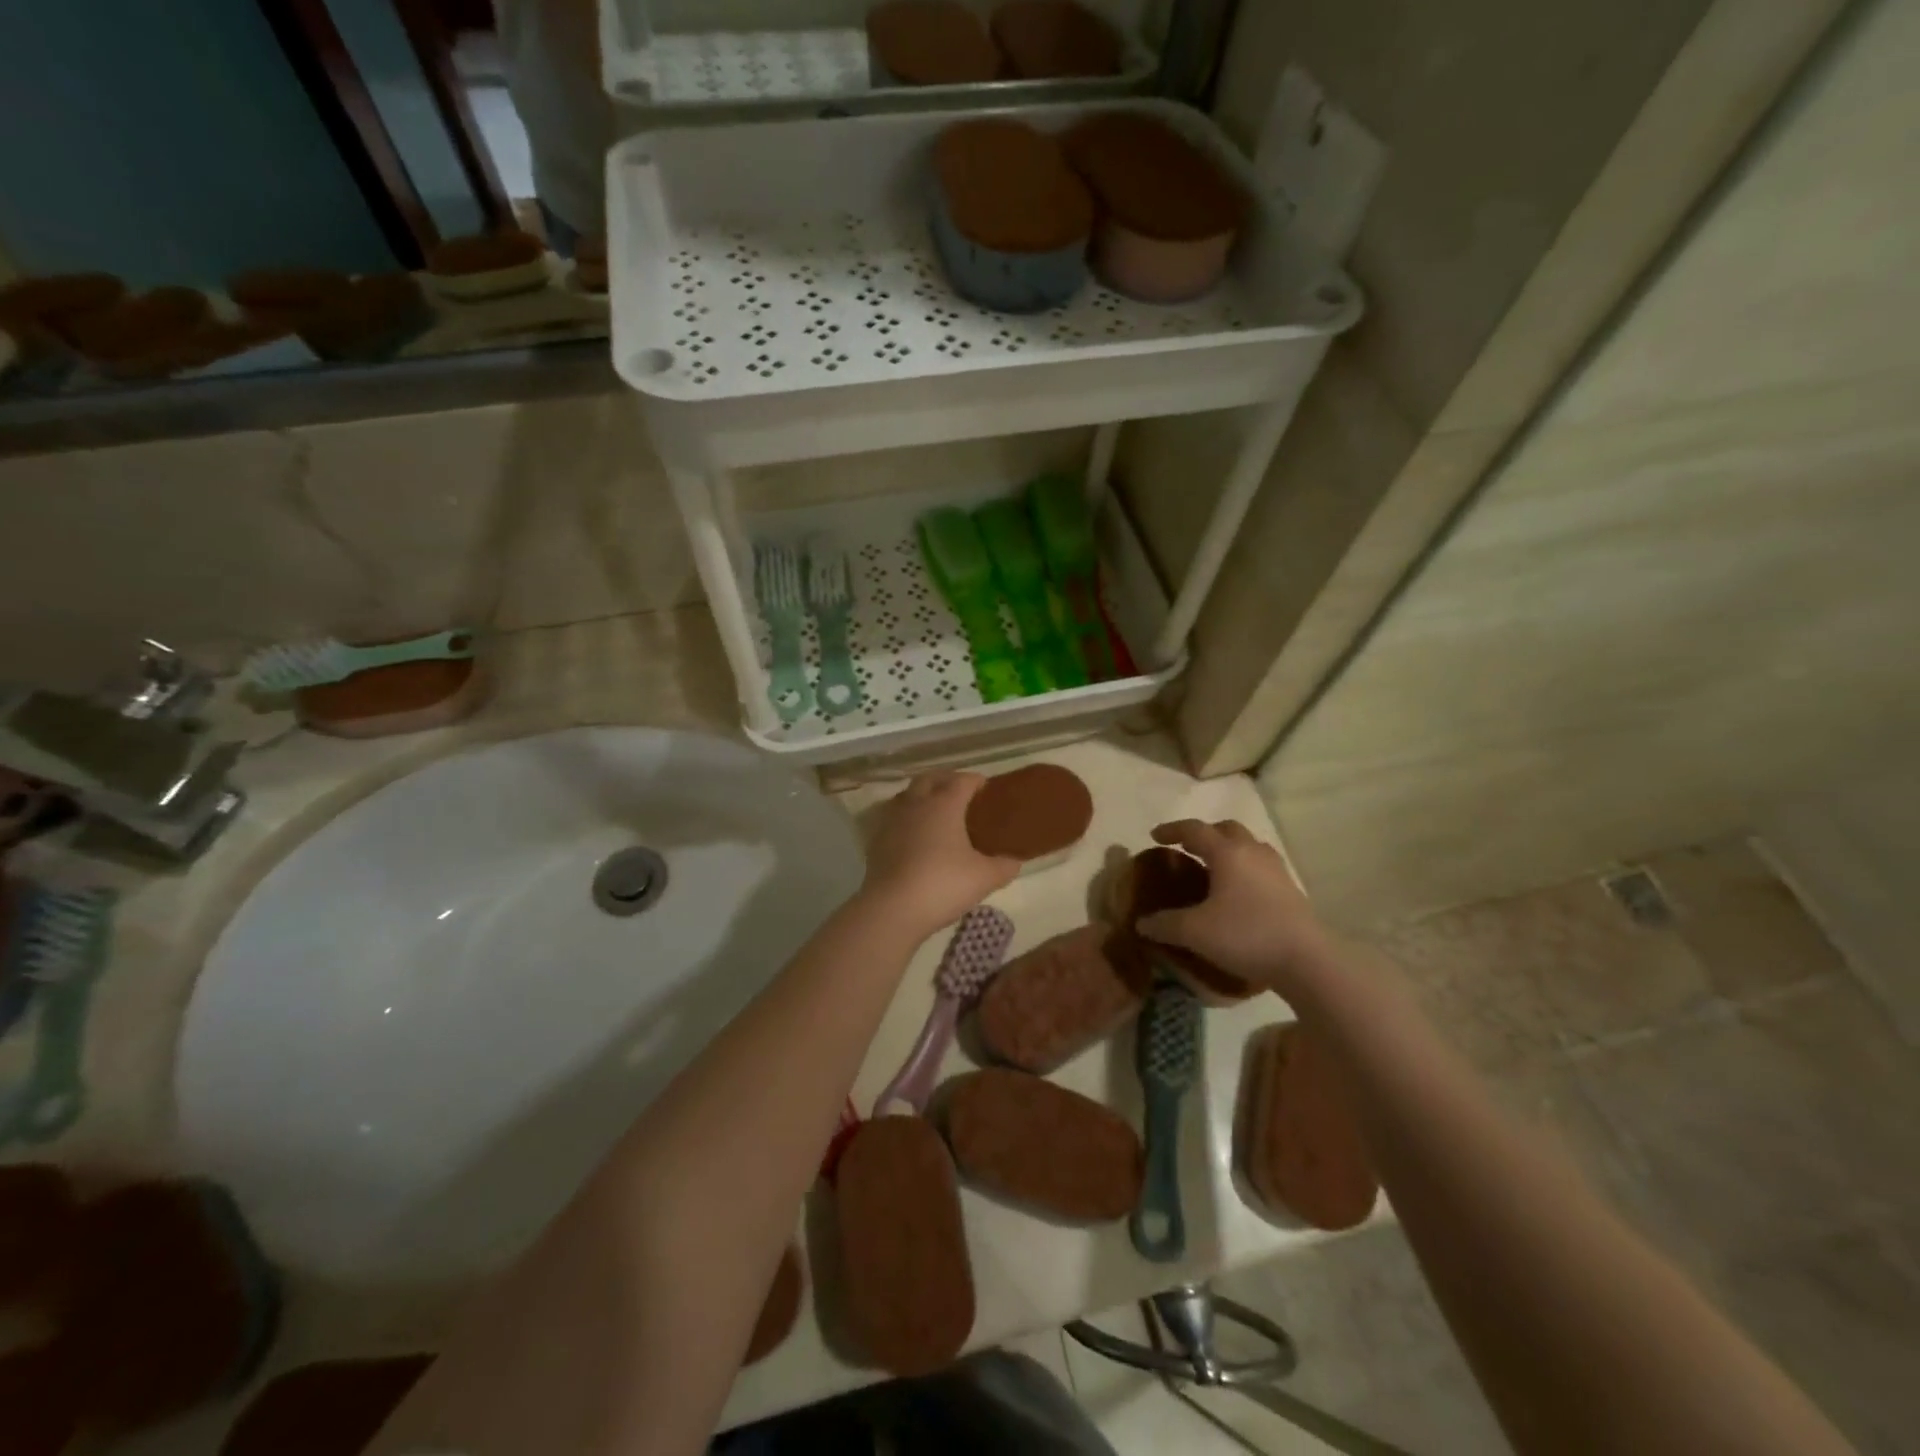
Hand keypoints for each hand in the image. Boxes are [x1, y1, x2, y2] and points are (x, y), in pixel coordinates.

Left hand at [859, 772, 1019, 936]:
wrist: (893, 908)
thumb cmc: (943, 884)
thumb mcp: (984, 878)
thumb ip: (1004, 866)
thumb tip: (1015, 861)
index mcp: (944, 804)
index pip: (962, 780)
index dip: (976, 781)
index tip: (987, 790)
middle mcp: (916, 804)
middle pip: (930, 778)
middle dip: (946, 780)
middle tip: (962, 795)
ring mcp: (892, 820)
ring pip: (908, 795)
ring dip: (922, 796)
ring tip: (936, 813)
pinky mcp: (877, 840)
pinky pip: (893, 819)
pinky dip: (906, 820)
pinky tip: (914, 837)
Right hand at [1136, 820, 1330, 995]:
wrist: (1306, 961)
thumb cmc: (1245, 935)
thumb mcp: (1195, 932)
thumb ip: (1164, 924)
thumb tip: (1141, 923)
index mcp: (1227, 853)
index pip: (1194, 830)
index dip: (1171, 830)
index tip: (1154, 836)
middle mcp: (1252, 852)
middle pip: (1226, 829)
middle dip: (1204, 834)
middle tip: (1186, 849)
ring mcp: (1276, 869)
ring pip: (1248, 845)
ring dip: (1228, 849)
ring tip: (1213, 869)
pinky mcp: (1290, 889)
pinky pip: (1261, 866)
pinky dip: (1244, 868)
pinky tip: (1238, 892)